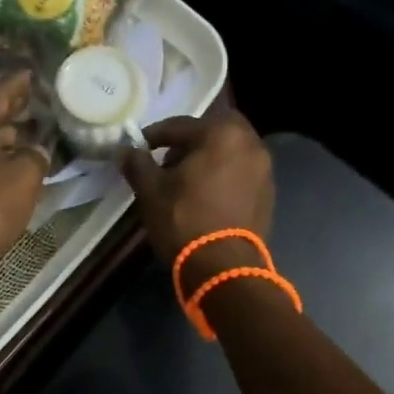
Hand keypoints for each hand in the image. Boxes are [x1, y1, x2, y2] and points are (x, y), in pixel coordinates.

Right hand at [120, 111, 274, 288]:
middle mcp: (250, 144)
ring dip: (210, 157)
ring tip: (186, 180)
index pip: (181, 125)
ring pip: (232, 151)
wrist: (224, 268)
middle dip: (192, 140)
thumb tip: (124, 150)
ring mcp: (264, 170)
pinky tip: (206, 195)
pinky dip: (225, 175)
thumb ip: (137, 164)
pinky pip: (242, 172)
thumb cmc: (184, 221)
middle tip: (170, 159)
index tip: (140, 146)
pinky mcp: (268, 194)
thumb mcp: (151, 191)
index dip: (155, 135)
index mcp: (222, 134)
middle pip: (215, 131)